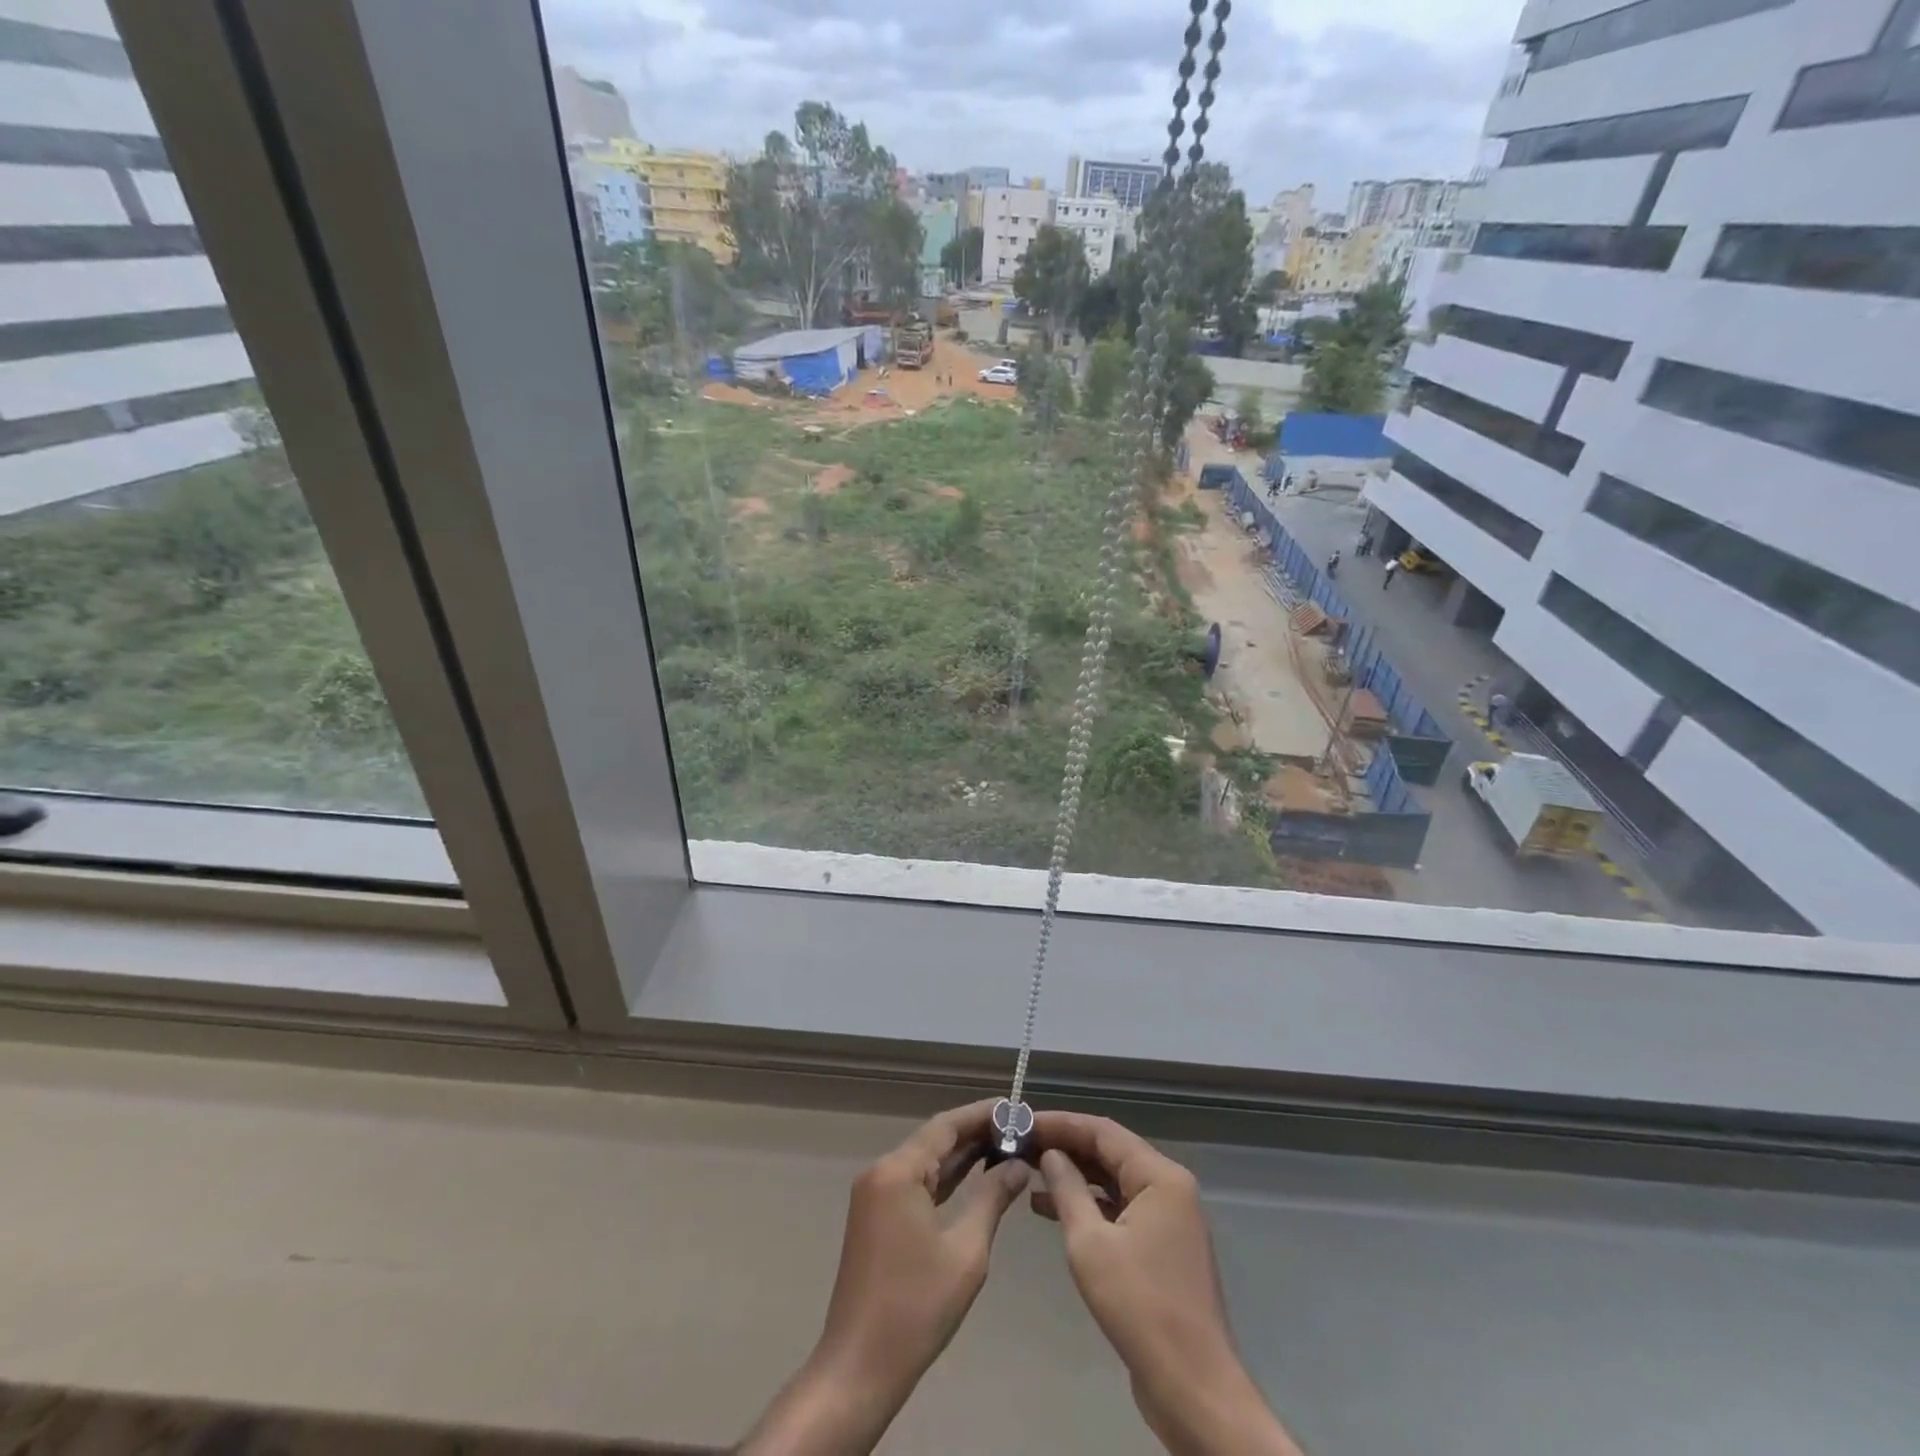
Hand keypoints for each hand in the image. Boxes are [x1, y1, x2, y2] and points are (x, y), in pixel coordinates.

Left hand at [738, 1101, 1029, 1454]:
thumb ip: (992, 1198)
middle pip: (934, 1139)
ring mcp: (875, 1194)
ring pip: (925, 1160)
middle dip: (976, 1133)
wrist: (859, 1367)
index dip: (982, 1114)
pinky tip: (975, 1176)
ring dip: (962, 1155)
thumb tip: (1018, 1165)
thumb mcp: (966, 1251)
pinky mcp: (876, 1216)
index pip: (946, 1125)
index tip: (1016, 1108)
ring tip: (1007, 1147)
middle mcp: (882, 1171)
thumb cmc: (916, 1308)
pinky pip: (916, 1182)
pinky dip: (945, 1178)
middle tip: (1019, 1129)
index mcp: (898, 1171)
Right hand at [1034, 1111, 1300, 1455]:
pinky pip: (1119, 1209)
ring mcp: (1168, 1218)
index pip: (1103, 1131)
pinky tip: (1049, 1209)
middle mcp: (1169, 1188)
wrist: (1193, 1389)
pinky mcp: (1161, 1247)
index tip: (1022, 1120)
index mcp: (1160, 1177)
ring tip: (1027, 1171)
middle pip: (1110, 1152)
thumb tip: (1049, 1154)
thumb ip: (1067, 1190)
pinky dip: (1088, 1204)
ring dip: (1073, 1176)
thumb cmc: (1141, 1308)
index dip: (1061, 1123)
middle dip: (1065, 1147)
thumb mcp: (1090, 1244)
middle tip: (1021, 1144)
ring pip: (1113, 1180)